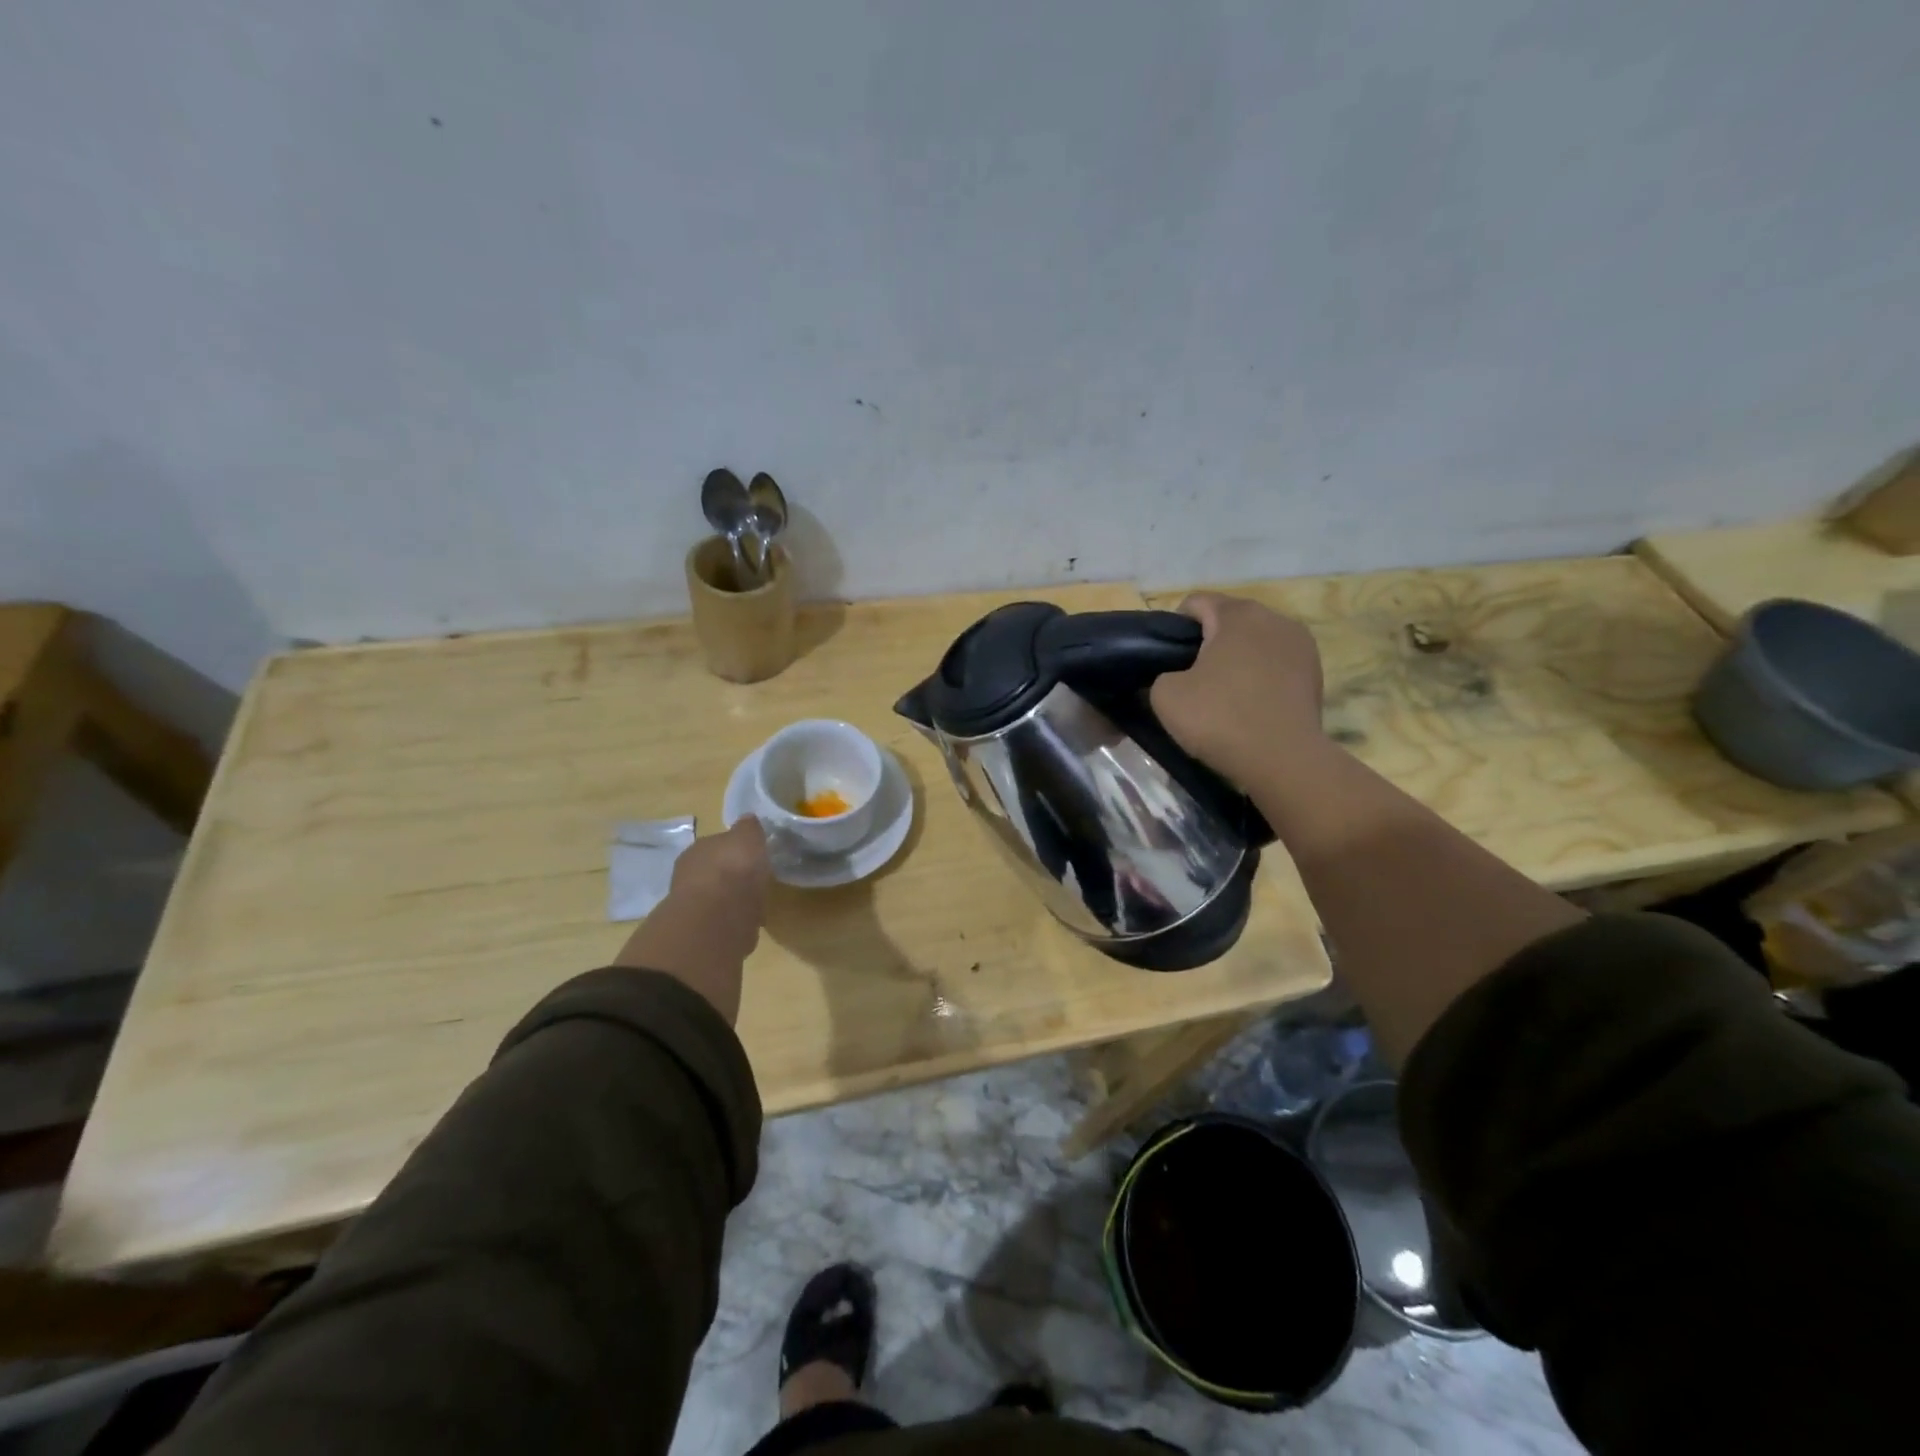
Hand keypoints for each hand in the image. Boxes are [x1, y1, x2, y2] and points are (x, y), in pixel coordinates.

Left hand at [612, 817, 770, 1023]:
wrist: (715, 920)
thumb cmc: (733, 870)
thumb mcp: (748, 838)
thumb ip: (748, 830)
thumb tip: (748, 820)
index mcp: (699, 850)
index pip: (718, 846)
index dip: (736, 852)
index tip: (754, 859)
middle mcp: (688, 876)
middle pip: (714, 875)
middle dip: (731, 881)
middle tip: (753, 887)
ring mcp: (690, 909)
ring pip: (715, 903)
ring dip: (730, 906)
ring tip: (752, 912)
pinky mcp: (697, 937)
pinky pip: (719, 927)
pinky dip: (731, 929)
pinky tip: (744, 933)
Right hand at [1148, 592, 1328, 791]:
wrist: (1282, 760)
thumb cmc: (1220, 718)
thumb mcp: (1165, 696)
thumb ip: (1162, 674)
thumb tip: (1176, 676)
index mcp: (1237, 614)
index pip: (1195, 602)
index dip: (1174, 627)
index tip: (1167, 659)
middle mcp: (1274, 618)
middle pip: (1229, 619)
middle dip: (1208, 641)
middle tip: (1191, 678)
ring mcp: (1301, 644)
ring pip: (1255, 641)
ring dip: (1237, 658)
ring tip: (1223, 692)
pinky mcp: (1315, 672)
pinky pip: (1276, 663)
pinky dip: (1260, 675)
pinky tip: (1250, 703)